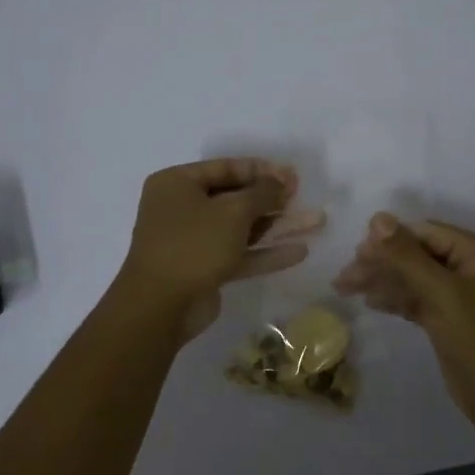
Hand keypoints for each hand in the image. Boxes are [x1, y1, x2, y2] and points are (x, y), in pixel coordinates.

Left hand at [117, 158, 324, 343]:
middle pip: (234, 197)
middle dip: (271, 199)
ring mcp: (192, 241)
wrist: (160, 307)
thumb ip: (262, 193)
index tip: (292, 175)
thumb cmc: (193, 245)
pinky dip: (265, 252)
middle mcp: (181, 208)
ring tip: (314, 222)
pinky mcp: (203, 269)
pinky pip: (238, 253)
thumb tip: (281, 180)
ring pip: (240, 228)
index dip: (261, 170)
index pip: (225, 168)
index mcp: (177, 184)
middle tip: (302, 196)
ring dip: (275, 226)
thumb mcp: (233, 211)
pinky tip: (299, 252)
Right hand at [333, 213, 474, 440]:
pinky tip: (370, 301)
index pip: (427, 233)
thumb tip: (377, 218)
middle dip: (382, 262)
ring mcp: (461, 295)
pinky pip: (418, 299)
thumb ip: (407, 256)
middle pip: (418, 254)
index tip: (356, 251)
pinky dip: (396, 299)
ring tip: (345, 287)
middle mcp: (471, 267)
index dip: (391, 239)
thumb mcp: (441, 293)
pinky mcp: (450, 319)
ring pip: (414, 278)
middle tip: (345, 275)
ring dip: (383, 281)